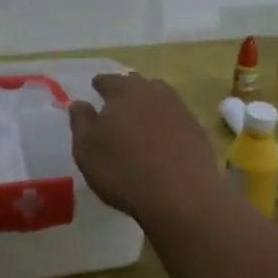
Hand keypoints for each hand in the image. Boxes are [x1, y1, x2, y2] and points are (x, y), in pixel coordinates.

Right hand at [67, 74, 225, 226]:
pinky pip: (176, 120)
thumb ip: (81, 121)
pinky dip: (166, 125)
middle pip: (137, 85)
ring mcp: (180, 110)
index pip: (109, 81)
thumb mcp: (86, 149)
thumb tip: (80, 103)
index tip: (96, 88)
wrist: (181, 196)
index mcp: (124, 92)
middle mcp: (154, 93)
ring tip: (140, 121)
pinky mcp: (197, 131)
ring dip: (149, 106)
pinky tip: (162, 141)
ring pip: (160, 100)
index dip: (100, 84)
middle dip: (126, 90)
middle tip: (118, 103)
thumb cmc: (123, 170)